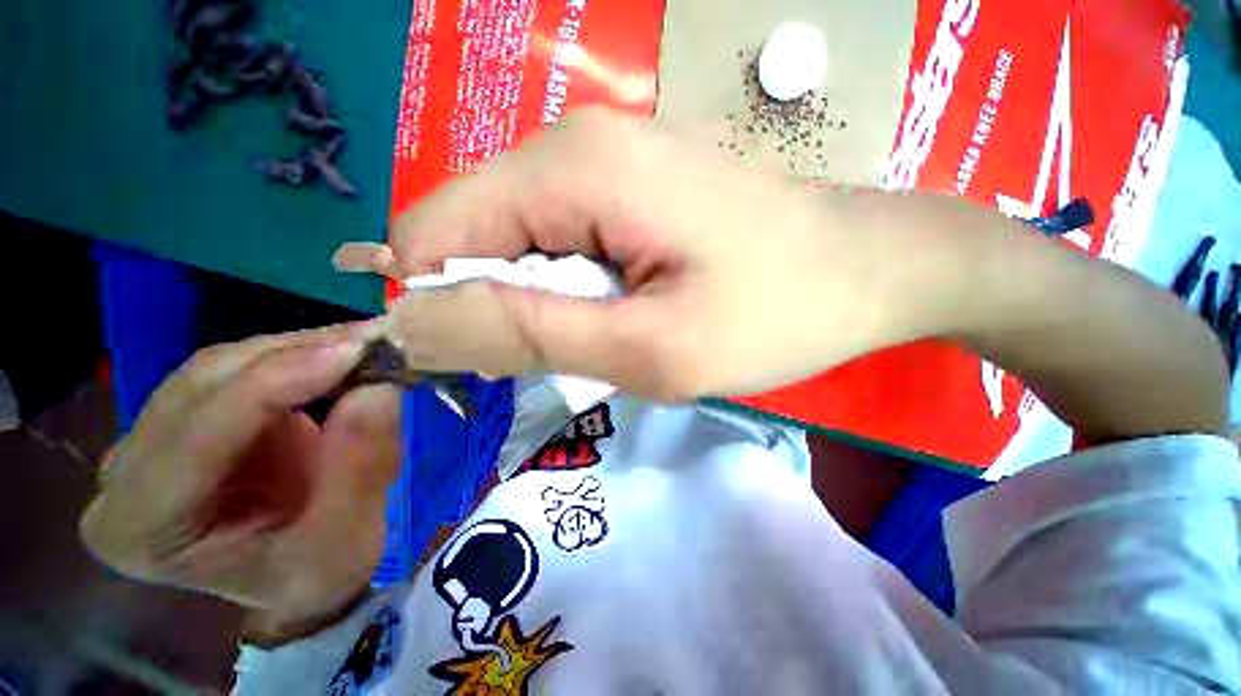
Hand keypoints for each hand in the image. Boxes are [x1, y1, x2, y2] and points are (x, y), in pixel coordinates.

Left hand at [80, 324, 402, 643]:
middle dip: (295, 355)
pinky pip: (239, 368)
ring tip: (367, 344)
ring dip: (301, 348)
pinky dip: (299, 355)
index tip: (357, 352)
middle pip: (203, 384)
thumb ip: (359, 470)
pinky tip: (342, 353)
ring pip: (219, 366)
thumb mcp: (344, 543)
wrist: (296, 575)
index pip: (197, 435)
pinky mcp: (188, 417)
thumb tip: (378, 389)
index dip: (277, 384)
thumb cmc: (313, 578)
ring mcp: (150, 439)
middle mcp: (125, 474)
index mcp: (140, 528)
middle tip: (374, 341)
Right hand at [338, 109, 964, 399]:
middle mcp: (572, 147)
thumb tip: (416, 324)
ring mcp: (602, 161)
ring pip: (516, 241)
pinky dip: (571, 287)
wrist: (864, 268)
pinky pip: (559, 239)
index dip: (443, 307)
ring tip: (607, 336)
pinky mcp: (627, 185)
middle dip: (498, 307)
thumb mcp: (647, 347)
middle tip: (573, 355)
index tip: (495, 364)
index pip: (433, 236)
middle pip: (472, 236)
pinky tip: (622, 308)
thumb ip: (526, 331)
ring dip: (541, 302)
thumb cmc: (774, 312)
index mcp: (569, 172)